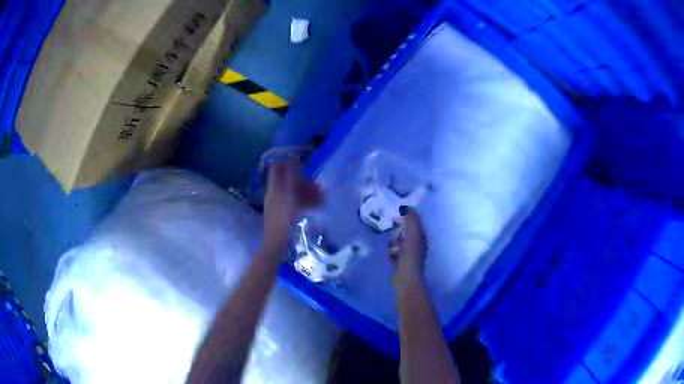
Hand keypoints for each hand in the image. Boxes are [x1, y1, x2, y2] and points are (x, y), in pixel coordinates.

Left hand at [262, 157, 322, 254]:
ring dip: (308, 191)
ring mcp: (281, 205)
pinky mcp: (286, 214)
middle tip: (318, 185)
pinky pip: (297, 203)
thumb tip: (293, 156)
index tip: (304, 162)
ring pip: (295, 192)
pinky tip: (318, 205)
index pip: (278, 168)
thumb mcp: (289, 196)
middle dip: (304, 180)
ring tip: (322, 196)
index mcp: (274, 189)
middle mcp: (276, 194)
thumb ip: (291, 177)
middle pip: (289, 180)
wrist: (277, 246)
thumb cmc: (283, 221)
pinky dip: (307, 202)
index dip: (289, 162)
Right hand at [389, 208, 427, 287]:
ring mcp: (409, 256)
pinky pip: (394, 253)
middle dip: (399, 232)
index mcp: (421, 238)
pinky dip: (391, 253)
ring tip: (392, 246)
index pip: (415, 224)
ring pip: (399, 243)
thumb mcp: (412, 235)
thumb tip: (407, 207)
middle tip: (393, 231)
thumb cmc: (410, 255)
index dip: (407, 218)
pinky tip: (390, 255)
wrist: (406, 277)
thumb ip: (411, 220)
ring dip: (394, 243)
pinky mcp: (400, 263)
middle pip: (406, 234)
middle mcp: (417, 246)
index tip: (397, 215)